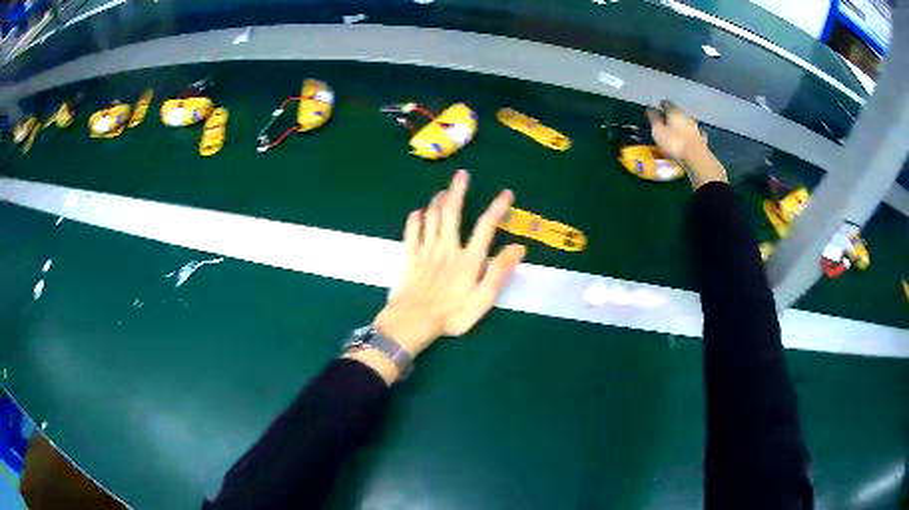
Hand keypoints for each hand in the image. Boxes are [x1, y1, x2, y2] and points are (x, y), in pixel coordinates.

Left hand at [375, 170, 525, 356]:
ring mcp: (426, 251)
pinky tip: (417, 213)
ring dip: (437, 201)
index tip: (506, 193)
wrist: (412, 322)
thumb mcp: (483, 299)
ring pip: (431, 217)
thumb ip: (499, 272)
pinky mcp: (409, 257)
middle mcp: (447, 248)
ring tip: (443, 191)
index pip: (485, 227)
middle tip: (462, 174)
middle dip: (458, 191)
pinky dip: (414, 219)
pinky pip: (411, 232)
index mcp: (468, 259)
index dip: (497, 208)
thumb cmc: (451, 315)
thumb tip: (518, 247)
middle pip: (452, 213)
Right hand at [646, 100, 727, 189]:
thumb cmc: (674, 142)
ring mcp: (695, 126)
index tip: (657, 109)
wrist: (696, 157)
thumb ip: (654, 119)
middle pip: (676, 111)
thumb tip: (650, 108)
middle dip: (670, 114)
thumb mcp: (658, 131)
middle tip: (664, 120)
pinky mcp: (700, 137)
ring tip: (675, 129)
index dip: (660, 105)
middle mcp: (685, 115)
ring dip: (680, 123)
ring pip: (685, 120)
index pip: (666, 103)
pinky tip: (688, 136)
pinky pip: (693, 131)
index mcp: (674, 111)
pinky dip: (689, 132)